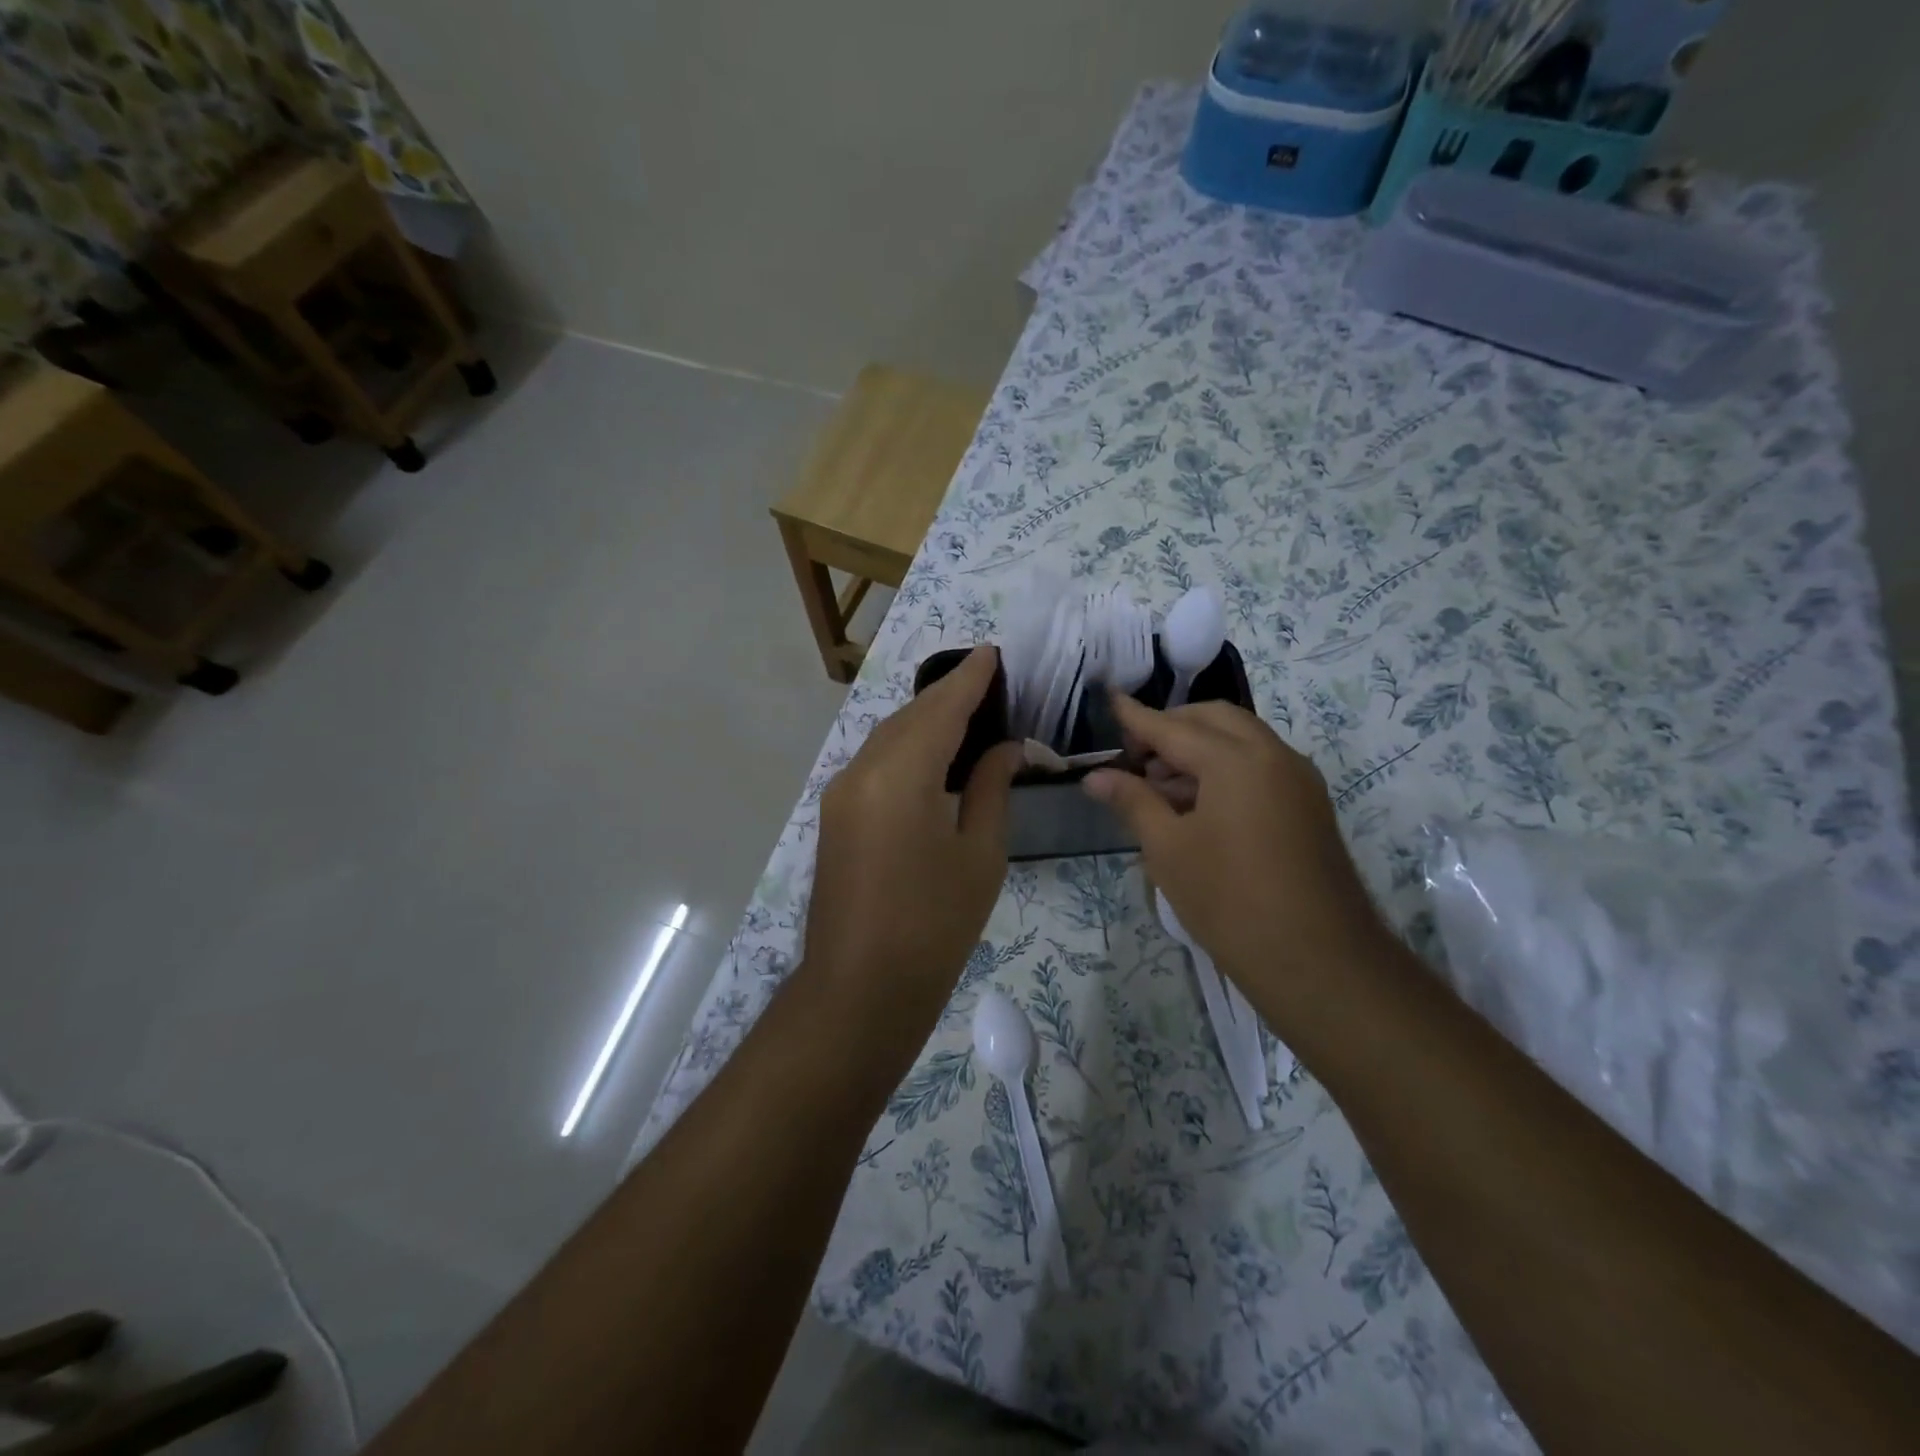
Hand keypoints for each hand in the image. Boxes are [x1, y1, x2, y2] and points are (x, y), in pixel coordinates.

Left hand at [803, 647, 1023, 1026]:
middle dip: (948, 695)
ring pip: (889, 737)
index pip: (941, 709)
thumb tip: (1006, 748)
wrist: (861, 988)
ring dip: (926, 720)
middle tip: (989, 681)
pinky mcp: (836, 815)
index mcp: (901, 775)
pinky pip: (876, 762)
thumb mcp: (980, 854)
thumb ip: (991, 788)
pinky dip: (907, 747)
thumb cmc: (935, 925)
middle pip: (910, 716)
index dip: (969, 679)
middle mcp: (861, 771)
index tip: (993, 653)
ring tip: (968, 711)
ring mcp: (841, 793)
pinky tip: (933, 754)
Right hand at [1083, 693, 1390, 1007]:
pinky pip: (1260, 766)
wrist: (1319, 961)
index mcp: (1236, 760)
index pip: (1173, 727)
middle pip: (1214, 720)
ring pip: (1241, 741)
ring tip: (1158, 786)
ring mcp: (1298, 780)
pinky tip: (1196, 805)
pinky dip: (1224, 769)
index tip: (1109, 699)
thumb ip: (1133, 801)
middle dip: (1172, 727)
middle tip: (1135, 756)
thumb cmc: (1229, 901)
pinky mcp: (1309, 806)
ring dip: (1198, 749)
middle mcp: (1274, 755)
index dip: (1136, 717)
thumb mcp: (1168, 850)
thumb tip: (1096, 776)